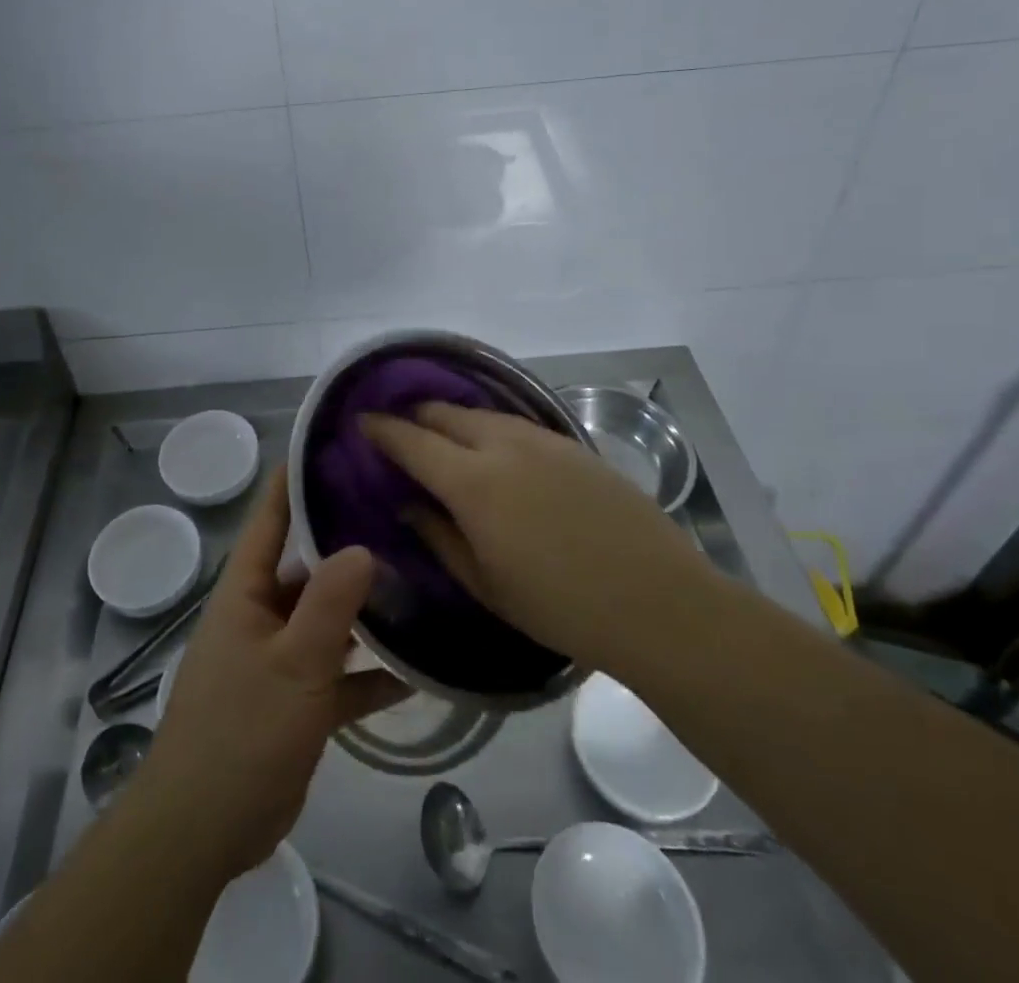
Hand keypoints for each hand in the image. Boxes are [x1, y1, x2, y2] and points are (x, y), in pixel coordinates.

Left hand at [135, 468, 409, 879]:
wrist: (204, 831)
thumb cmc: (240, 732)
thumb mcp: (292, 663)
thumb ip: (328, 605)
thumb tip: (361, 545)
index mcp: (246, 589)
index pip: (271, 517)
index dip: (297, 478)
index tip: (337, 445)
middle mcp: (263, 612)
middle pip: (310, 563)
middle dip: (349, 539)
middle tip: (402, 510)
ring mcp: (282, 656)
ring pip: (330, 617)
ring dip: (368, 607)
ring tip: (421, 576)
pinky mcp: (299, 700)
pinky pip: (341, 674)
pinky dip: (372, 672)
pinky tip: (419, 668)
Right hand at [361, 402, 711, 671]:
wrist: (657, 600)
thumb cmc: (560, 606)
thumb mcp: (485, 584)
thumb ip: (438, 536)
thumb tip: (409, 503)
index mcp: (473, 482)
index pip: (412, 440)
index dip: (382, 429)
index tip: (362, 421)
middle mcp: (503, 445)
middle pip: (445, 413)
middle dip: (415, 415)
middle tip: (400, 429)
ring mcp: (543, 439)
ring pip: (483, 413)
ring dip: (454, 419)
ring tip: (443, 436)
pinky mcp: (573, 444)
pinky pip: (516, 423)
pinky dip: (491, 427)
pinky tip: (495, 448)